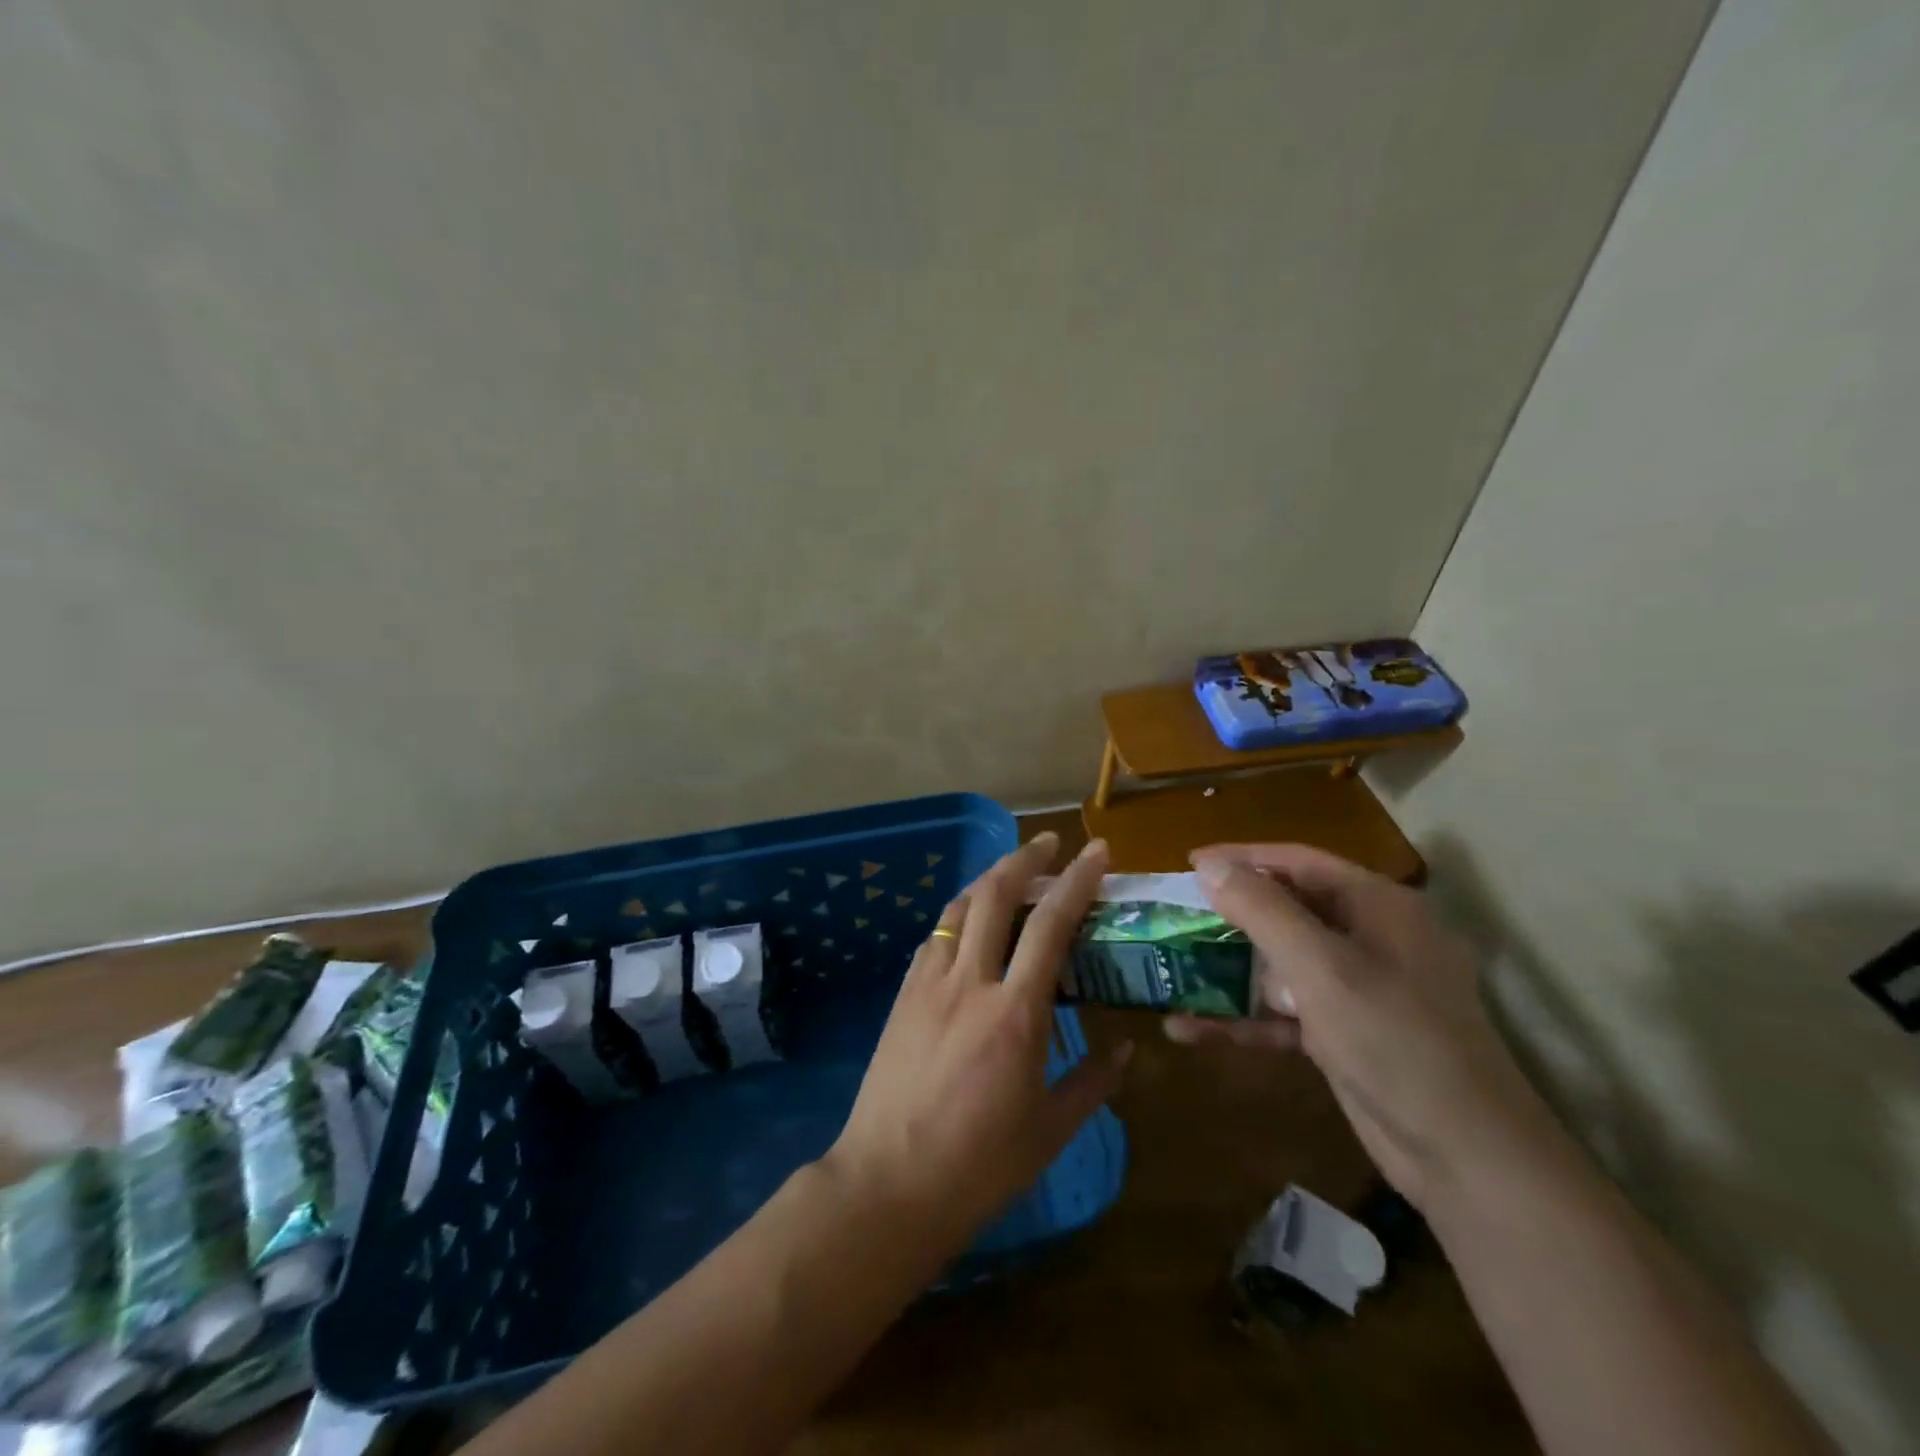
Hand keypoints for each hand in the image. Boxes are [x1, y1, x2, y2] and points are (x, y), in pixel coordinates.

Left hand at [824, 831, 1132, 1249]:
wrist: (887, 1184)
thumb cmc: (978, 1166)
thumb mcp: (1050, 1132)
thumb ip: (1093, 1084)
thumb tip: (1126, 1051)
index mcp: (1015, 1013)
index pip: (1051, 924)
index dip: (1077, 880)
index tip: (1097, 852)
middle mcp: (970, 982)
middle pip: (995, 894)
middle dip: (1024, 858)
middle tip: (1048, 843)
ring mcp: (929, 983)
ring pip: (959, 907)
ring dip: (988, 879)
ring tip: (1011, 873)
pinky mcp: (903, 995)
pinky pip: (935, 937)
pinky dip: (959, 916)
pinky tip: (970, 926)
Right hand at [1166, 844, 1550, 1211]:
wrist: (1466, 1157)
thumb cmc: (1395, 1040)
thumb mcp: (1322, 968)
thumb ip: (1263, 912)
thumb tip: (1211, 867)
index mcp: (1378, 907)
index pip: (1298, 862)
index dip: (1242, 859)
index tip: (1188, 864)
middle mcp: (1370, 939)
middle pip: (1287, 911)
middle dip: (1229, 917)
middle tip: (1175, 917)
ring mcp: (1359, 990)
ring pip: (1281, 965)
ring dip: (1228, 971)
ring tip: (1172, 970)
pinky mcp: (1345, 1034)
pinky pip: (1284, 1012)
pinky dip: (1243, 1018)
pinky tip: (1190, 1029)